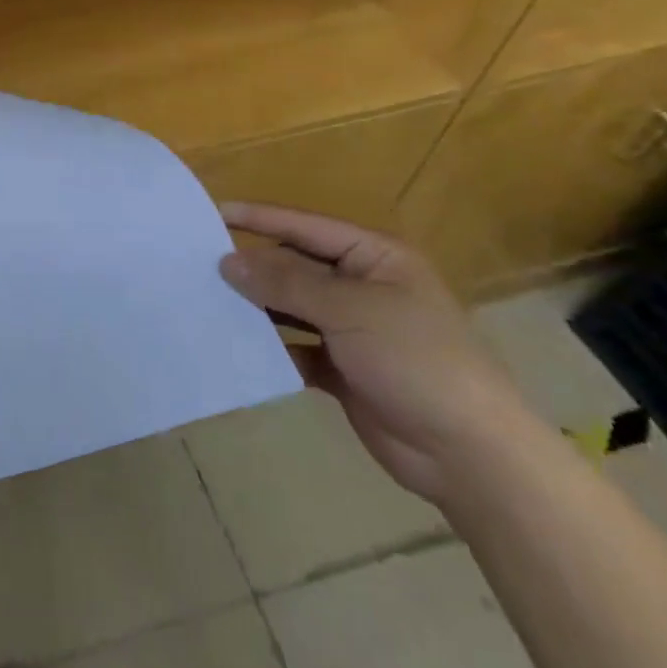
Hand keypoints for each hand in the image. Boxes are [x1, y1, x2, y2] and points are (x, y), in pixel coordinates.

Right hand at [218, 203, 533, 504]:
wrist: (470, 454)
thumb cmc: (416, 360)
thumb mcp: (349, 309)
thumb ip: (286, 282)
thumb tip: (228, 261)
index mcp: (375, 258)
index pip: (305, 227)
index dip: (259, 219)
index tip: (211, 213)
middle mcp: (362, 287)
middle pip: (294, 266)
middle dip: (251, 267)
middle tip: (196, 263)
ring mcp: (352, 330)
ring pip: (290, 307)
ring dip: (256, 306)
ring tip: (205, 300)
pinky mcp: (342, 369)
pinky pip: (294, 346)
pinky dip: (269, 347)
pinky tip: (234, 345)